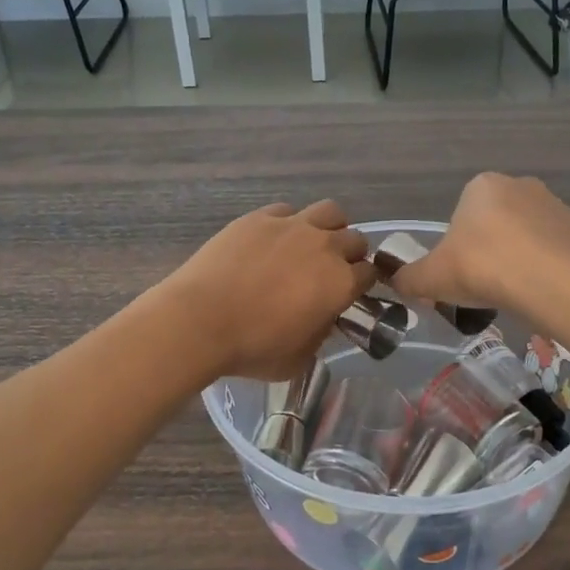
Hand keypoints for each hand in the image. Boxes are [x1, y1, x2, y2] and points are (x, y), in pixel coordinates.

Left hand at [160, 200, 374, 380]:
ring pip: (330, 212)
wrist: (200, 321)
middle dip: (350, 255)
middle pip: (355, 239)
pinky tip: (274, 240)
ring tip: (311, 245)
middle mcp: (324, 247)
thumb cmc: (253, 348)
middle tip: (331, 272)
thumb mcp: (299, 358)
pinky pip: (287, 211)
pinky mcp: (260, 217)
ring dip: (329, 227)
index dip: (361, 285)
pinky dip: (289, 223)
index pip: (370, 274)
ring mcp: (292, 226)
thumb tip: (322, 319)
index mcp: (341, 282)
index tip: (349, 294)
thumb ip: (320, 334)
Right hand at [385, 173, 569, 315]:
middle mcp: (520, 185)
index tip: (460, 273)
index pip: (462, 215)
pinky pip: (553, 251)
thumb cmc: (483, 268)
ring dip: (518, 258)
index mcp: (482, 186)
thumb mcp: (431, 278)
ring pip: (526, 236)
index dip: (458, 247)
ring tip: (514, 292)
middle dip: (489, 250)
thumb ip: (409, 278)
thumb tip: (396, 282)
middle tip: (484, 285)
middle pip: (495, 223)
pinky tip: (540, 292)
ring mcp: (555, 206)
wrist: (552, 283)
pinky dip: (545, 269)